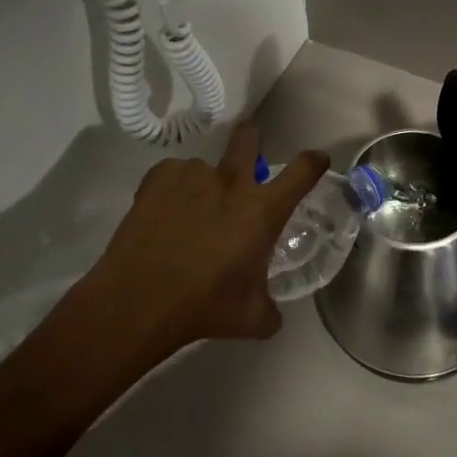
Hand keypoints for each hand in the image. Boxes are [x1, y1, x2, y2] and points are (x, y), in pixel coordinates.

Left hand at [81, 120, 328, 353]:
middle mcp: (231, 183)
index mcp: (262, 211)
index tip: (318, 159)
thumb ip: (270, 307)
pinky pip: (174, 175)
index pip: (302, 172)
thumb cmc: (204, 307)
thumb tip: (272, 311)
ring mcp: (193, 175)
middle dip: (252, 140)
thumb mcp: (251, 319)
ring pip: (206, 167)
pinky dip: (173, 190)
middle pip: (249, 138)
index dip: (314, 161)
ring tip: (188, 216)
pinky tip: (164, 215)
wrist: (138, 301)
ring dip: (205, 185)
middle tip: (247, 158)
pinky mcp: (159, 177)